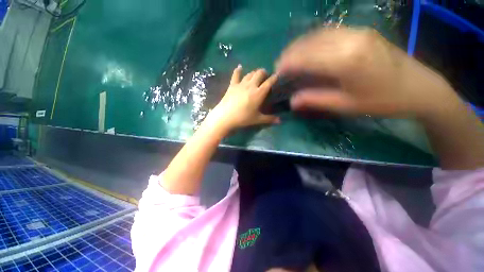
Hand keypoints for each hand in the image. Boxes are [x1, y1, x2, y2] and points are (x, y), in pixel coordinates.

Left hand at [208, 65, 279, 130]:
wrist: (225, 116)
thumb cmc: (243, 118)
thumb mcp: (257, 119)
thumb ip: (269, 119)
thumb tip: (280, 121)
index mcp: (259, 93)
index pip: (269, 82)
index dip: (274, 78)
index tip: (277, 76)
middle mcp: (251, 85)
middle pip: (259, 73)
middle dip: (264, 73)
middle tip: (265, 77)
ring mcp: (241, 84)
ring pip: (250, 73)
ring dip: (254, 72)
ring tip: (256, 75)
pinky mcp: (232, 85)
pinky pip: (235, 75)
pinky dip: (238, 70)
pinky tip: (239, 67)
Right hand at [276, 27, 455, 117]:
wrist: (420, 88)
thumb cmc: (382, 101)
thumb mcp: (345, 105)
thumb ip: (315, 100)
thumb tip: (292, 101)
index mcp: (346, 62)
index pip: (307, 57)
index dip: (288, 63)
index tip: (277, 71)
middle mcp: (350, 40)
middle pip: (311, 42)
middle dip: (291, 52)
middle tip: (281, 64)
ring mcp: (358, 32)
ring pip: (319, 34)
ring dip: (301, 44)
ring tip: (291, 56)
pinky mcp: (362, 32)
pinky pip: (330, 32)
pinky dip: (314, 40)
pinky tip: (309, 49)